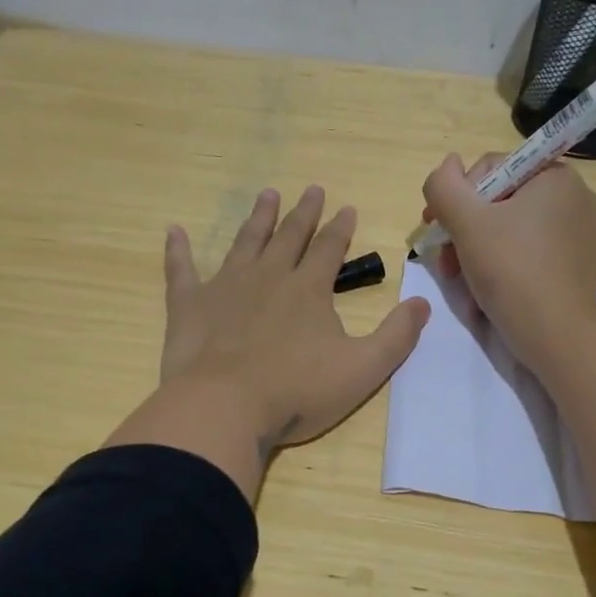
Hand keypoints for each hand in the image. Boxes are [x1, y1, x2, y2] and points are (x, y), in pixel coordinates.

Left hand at [106, 186, 430, 496]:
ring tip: (267, 194)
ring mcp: (226, 287)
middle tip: (311, 189)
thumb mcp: (363, 369)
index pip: (329, 249)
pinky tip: (173, 231)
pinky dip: (177, 251)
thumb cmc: (297, 392)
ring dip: (258, 218)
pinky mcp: (189, 305)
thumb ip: (397, 336)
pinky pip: (181, 270)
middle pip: (289, 236)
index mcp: (308, 290)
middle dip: (303, 213)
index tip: (346, 207)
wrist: (226, 408)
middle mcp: (268, 277)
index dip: (340, 228)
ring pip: (245, 242)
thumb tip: (422, 304)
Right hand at [421, 153, 595, 374]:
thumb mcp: (467, 223)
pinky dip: (500, 264)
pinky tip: (483, 290)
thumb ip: (445, 186)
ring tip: (458, 279)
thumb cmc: (512, 271)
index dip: (457, 196)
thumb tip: (447, 164)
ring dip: (474, 250)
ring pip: (508, 228)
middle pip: (498, 200)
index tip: (435, 226)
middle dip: (463, 229)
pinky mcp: (573, 263)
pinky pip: (526, 250)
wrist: (557, 337)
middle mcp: (573, 197)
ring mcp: (576, 232)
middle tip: (444, 260)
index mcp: (555, 176)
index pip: (491, 168)